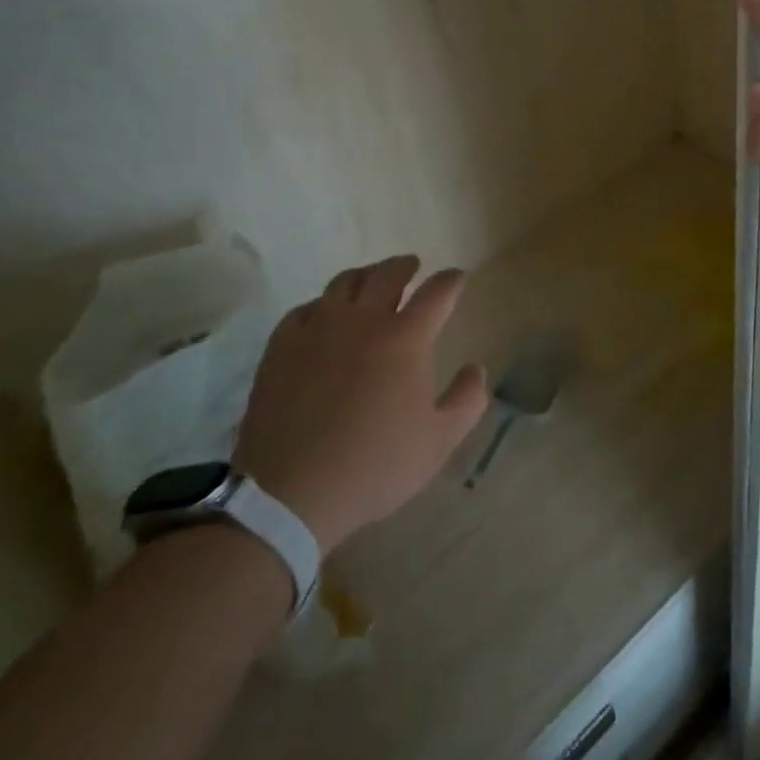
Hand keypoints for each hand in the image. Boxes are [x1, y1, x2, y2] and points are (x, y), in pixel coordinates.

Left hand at [234, 256, 487, 556]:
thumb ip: (467, 400)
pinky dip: (323, 305)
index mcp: (406, 337)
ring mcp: (319, 327)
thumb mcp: (439, 442)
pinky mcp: (283, 344)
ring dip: (365, 276)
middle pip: (388, 273)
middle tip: (413, 267)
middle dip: (405, 266)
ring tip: (370, 282)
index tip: (456, 278)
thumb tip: (477, 367)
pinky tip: (324, 316)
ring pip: (345, 282)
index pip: (437, 292)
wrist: (290, 493)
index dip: (450, 281)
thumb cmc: (374, 466)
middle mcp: (364, 319)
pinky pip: (306, 308)